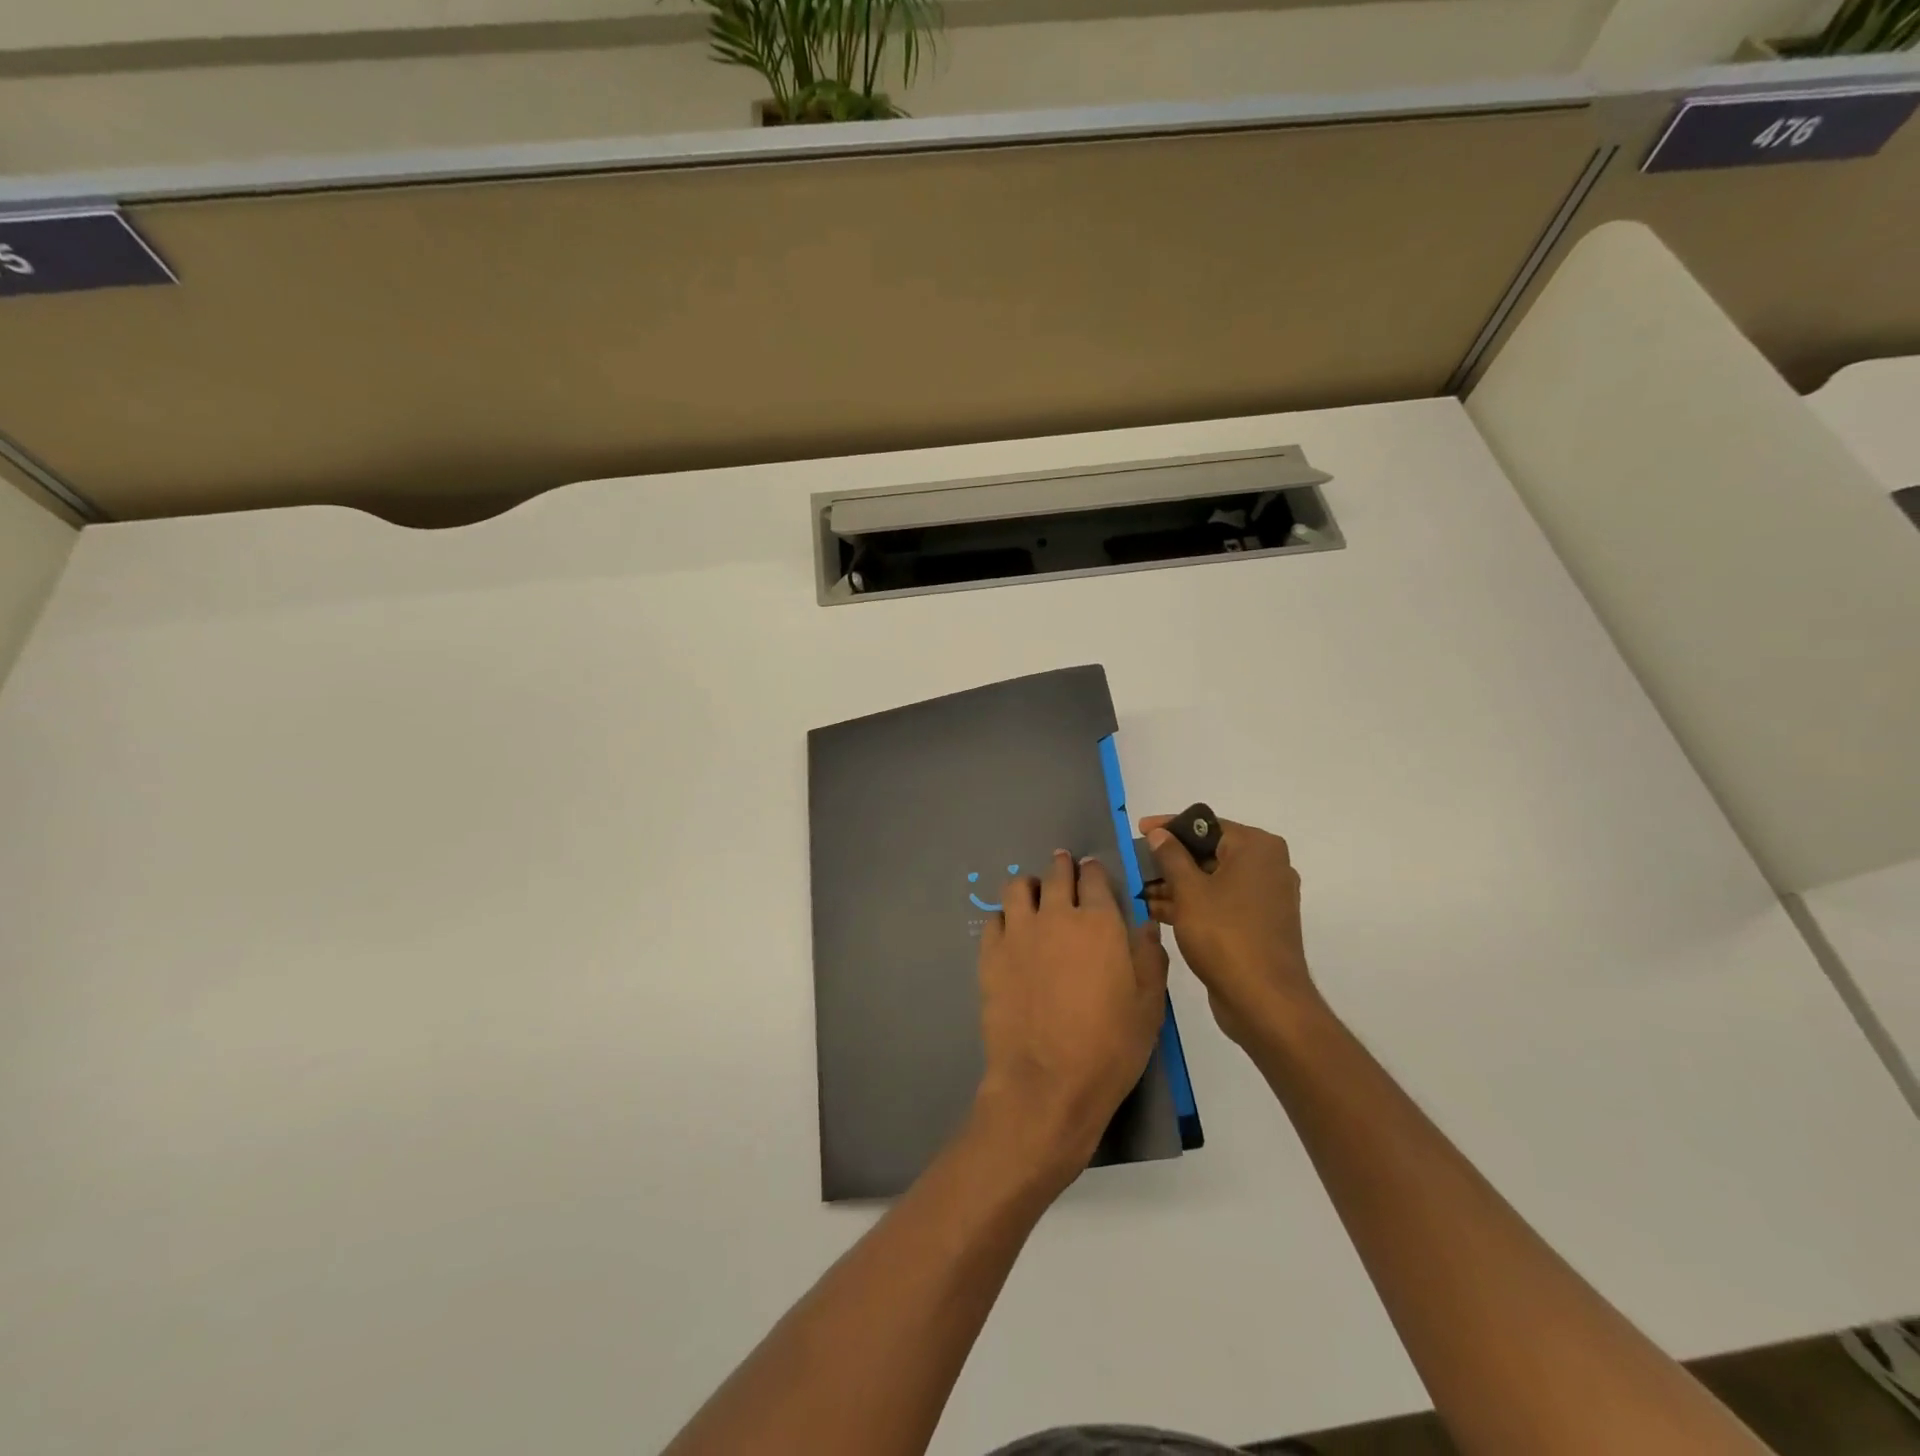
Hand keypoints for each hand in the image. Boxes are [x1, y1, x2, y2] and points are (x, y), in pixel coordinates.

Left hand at [974, 850, 1170, 1182]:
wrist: (1046, 1082)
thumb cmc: (1109, 1048)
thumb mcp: (1149, 1007)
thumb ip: (1149, 958)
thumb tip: (1145, 926)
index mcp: (1100, 923)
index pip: (1095, 878)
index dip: (1095, 871)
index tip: (1093, 871)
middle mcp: (1057, 916)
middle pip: (1057, 874)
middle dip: (1063, 867)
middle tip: (1064, 868)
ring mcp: (1019, 932)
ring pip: (1018, 887)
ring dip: (1030, 886)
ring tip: (1035, 896)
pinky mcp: (991, 954)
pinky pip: (994, 919)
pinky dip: (1005, 917)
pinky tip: (1011, 931)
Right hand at [1140, 815, 1316, 1048]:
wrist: (1264, 1001)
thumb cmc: (1225, 935)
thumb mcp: (1189, 891)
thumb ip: (1171, 857)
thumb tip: (1159, 834)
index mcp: (1256, 848)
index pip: (1206, 824)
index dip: (1170, 826)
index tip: (1139, 831)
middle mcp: (1266, 866)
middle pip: (1209, 851)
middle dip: (1170, 860)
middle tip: (1135, 865)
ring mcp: (1264, 897)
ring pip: (1212, 879)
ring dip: (1176, 885)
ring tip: (1137, 891)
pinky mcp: (1257, 924)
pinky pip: (1220, 902)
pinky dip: (1192, 904)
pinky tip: (1156, 911)